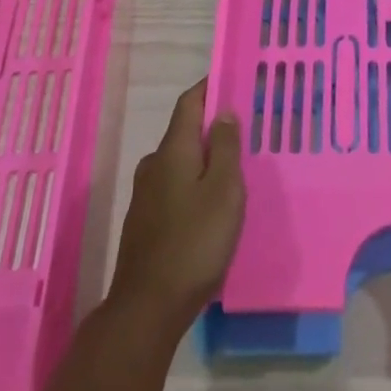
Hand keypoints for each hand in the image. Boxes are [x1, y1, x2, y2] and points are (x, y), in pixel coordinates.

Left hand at [105, 79, 243, 334]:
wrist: (146, 309)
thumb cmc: (194, 242)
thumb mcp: (224, 190)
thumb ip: (224, 147)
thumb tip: (222, 112)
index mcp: (173, 150)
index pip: (189, 102)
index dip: (210, 87)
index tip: (233, 80)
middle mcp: (154, 165)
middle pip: (184, 132)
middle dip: (211, 127)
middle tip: (244, 130)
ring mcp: (145, 195)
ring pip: (179, 162)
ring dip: (203, 158)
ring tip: (233, 169)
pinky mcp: (145, 223)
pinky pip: (174, 187)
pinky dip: (194, 183)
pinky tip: (211, 205)